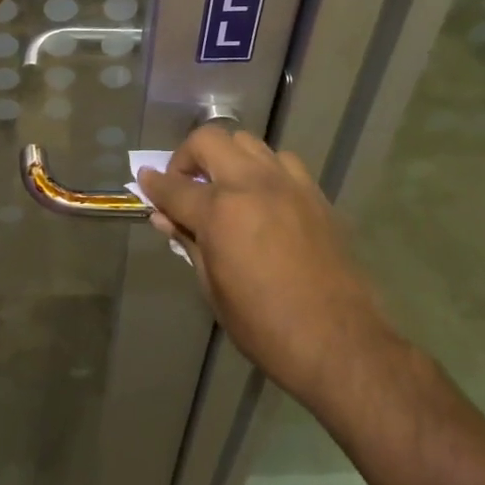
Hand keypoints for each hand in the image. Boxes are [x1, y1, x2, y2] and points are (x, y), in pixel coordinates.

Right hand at [139, 126, 397, 407]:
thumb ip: (188, 243)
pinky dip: (263, 169)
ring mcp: (287, 184)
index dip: (153, 184)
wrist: (341, 344)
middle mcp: (251, 184)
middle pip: (209, 141)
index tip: (144, 180)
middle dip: (187, 156)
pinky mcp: (314, 194)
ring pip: (247, 143)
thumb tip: (165, 217)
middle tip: (184, 184)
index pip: (173, 187)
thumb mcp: (214, 290)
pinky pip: (281, 162)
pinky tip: (262, 197)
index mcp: (220, 211)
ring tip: (223, 187)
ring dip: (226, 157)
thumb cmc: (266, 327)